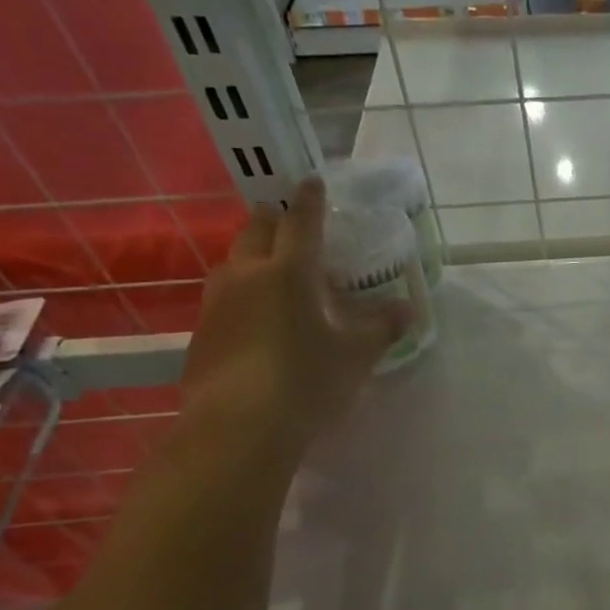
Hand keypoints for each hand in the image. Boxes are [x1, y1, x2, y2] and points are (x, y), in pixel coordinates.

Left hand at [180, 176, 409, 447]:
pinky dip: (243, 290)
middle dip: (276, 219)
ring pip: (235, 260)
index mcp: (290, 272)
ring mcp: (217, 302)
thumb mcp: (355, 356)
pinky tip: (257, 315)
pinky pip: (224, 295)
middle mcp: (247, 275)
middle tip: (293, 222)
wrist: (238, 428)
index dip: (310, 200)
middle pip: (257, 229)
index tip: (312, 181)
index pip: (301, 222)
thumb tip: (407, 309)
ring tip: (276, 268)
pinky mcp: (202, 330)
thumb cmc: (307, 382)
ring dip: (255, 254)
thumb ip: (381, 328)